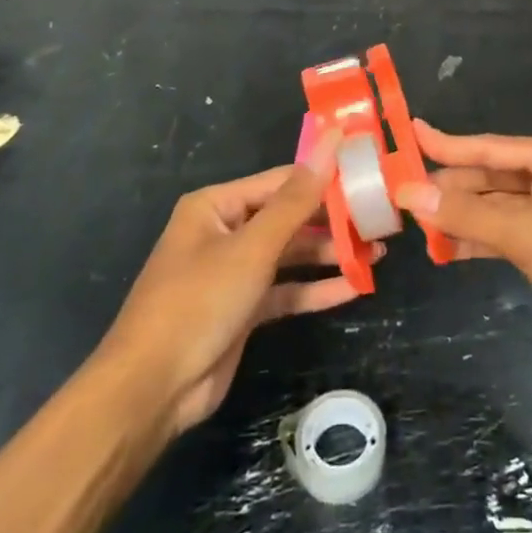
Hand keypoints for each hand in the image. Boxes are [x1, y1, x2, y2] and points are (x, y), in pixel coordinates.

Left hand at [99, 127, 376, 435]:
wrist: (152, 390)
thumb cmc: (199, 301)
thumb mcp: (253, 247)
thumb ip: (297, 199)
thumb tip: (331, 142)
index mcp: (217, 206)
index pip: (282, 181)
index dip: (324, 177)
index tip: (367, 175)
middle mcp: (225, 232)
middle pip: (289, 217)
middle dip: (332, 221)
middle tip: (379, 220)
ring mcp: (234, 272)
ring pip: (290, 255)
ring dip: (330, 255)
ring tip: (377, 253)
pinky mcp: (244, 309)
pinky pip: (286, 290)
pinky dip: (316, 289)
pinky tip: (354, 288)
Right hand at [399, 122, 531, 372]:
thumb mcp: (530, 237)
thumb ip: (469, 213)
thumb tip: (410, 192)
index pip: (490, 147)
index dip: (447, 143)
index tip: (409, 132)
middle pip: (492, 176)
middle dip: (451, 187)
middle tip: (401, 195)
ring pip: (498, 207)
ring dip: (462, 215)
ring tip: (417, 224)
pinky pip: (509, 233)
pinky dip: (481, 239)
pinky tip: (449, 248)